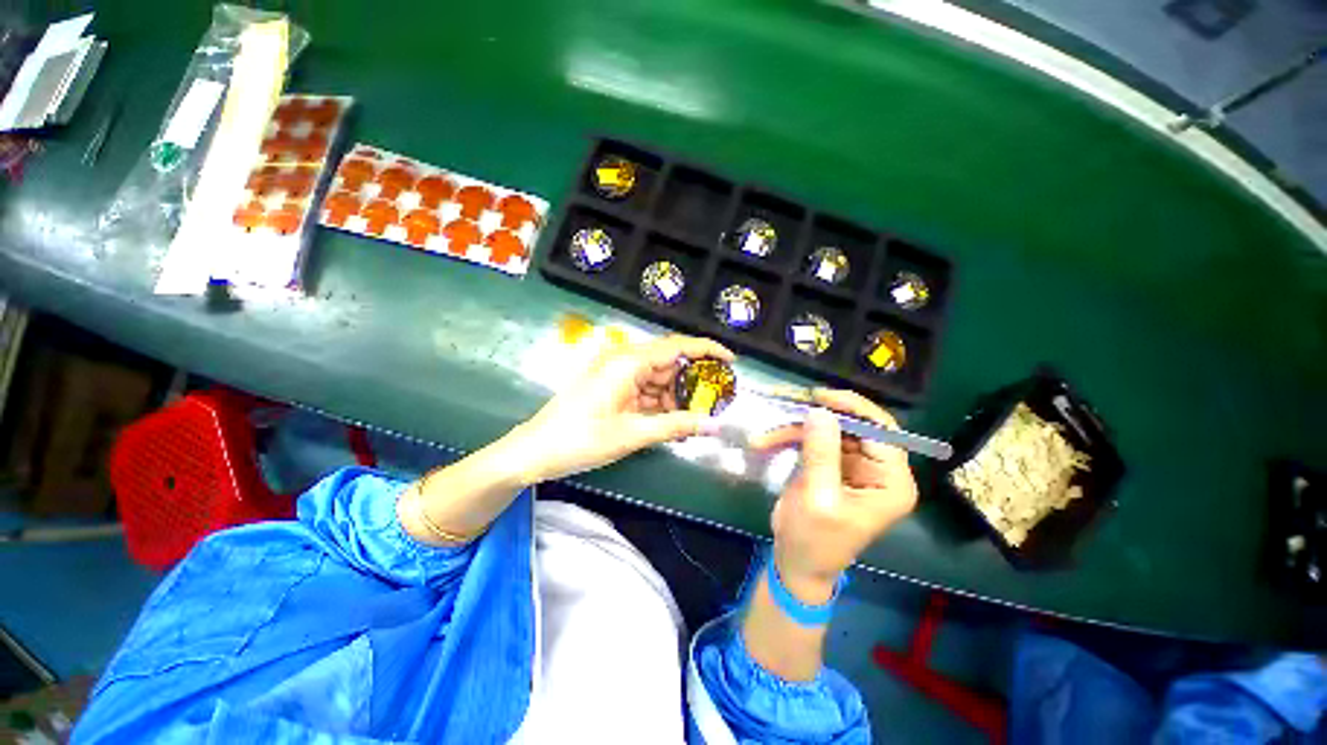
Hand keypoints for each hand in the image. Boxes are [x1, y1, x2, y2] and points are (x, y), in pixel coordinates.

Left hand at [508, 335, 732, 483]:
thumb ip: (676, 426)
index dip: (707, 350)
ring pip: (658, 380)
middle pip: (669, 364)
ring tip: (694, 421)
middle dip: (692, 385)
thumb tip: (715, 426)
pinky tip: (672, 423)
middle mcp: (624, 360)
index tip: (732, 361)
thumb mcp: (633, 433)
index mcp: (628, 361)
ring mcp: (616, 372)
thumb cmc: (581, 439)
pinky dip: (659, 405)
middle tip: (715, 405)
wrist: (535, 451)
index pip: (677, 346)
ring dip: (676, 399)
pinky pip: (644, 389)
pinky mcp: (611, 385)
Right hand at [750, 389, 917, 600]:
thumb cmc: (814, 540)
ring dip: (794, 429)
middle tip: (786, 408)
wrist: (796, 562)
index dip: (854, 409)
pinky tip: (767, 441)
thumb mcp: (818, 498)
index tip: (820, 396)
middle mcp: (877, 469)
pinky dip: (789, 436)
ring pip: (827, 429)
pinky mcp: (830, 463)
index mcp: (890, 482)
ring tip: (764, 438)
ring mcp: (852, 465)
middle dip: (816, 419)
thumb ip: (822, 454)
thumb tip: (820, 410)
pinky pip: (812, 439)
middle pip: (852, 426)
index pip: (883, 433)